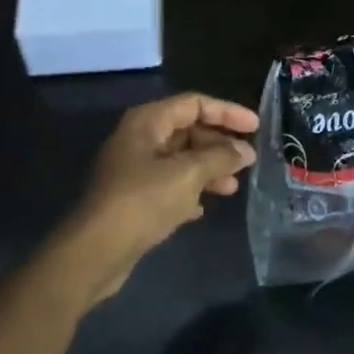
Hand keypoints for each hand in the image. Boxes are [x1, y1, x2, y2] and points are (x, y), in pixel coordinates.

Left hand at [60, 92, 257, 302]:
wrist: (98, 249)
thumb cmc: (143, 200)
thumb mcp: (188, 174)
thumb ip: (220, 158)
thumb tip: (245, 152)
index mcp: (148, 122)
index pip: (195, 104)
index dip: (227, 112)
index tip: (256, 127)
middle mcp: (140, 139)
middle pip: (188, 131)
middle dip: (219, 145)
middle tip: (247, 162)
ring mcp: (135, 169)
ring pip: (180, 160)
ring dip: (208, 170)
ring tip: (232, 188)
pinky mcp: (134, 198)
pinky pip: (169, 185)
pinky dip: (189, 191)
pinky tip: (203, 208)